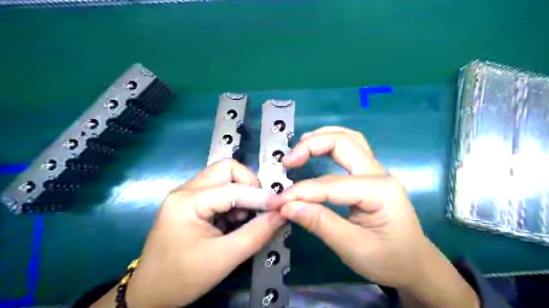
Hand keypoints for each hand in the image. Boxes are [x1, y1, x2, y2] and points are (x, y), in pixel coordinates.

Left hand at [92, 159, 287, 307]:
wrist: (148, 295)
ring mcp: (186, 194)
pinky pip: (218, 188)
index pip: (234, 189)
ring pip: (223, 176)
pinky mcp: (190, 202)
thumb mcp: (224, 259)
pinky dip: (233, 198)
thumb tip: (281, 214)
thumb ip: (256, 234)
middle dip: (249, 184)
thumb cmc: (182, 278)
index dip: (261, 197)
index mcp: (188, 201)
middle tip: (259, 206)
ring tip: (245, 216)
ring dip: (241, 191)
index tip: (281, 207)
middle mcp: (185, 189)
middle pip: (226, 169)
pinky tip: (233, 219)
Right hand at [270, 126, 481, 306]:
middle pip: (343, 142)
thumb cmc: (389, 259)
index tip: (276, 202)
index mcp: (379, 190)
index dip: (300, 192)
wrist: (415, 264)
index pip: (330, 184)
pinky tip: (316, 149)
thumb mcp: (353, 248)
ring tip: (298, 149)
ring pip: (348, 138)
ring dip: (321, 137)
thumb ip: (320, 223)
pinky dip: (329, 143)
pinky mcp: (370, 174)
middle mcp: (379, 172)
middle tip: (287, 162)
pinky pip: (350, 147)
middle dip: (311, 146)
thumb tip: (287, 206)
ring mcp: (376, 170)